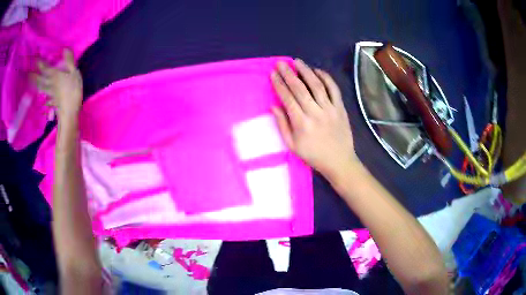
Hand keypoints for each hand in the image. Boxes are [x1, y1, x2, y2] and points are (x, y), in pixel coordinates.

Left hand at [32, 49, 82, 121]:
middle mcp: (50, 83)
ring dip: (35, 85)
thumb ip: (69, 61)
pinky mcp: (52, 101)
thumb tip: (65, 48)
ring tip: (30, 83)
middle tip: (27, 74)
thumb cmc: (72, 91)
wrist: (69, 112)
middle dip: (34, 76)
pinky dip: (42, 98)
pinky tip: (41, 99)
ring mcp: (50, 93)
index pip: (45, 68)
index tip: (34, 59)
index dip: (39, 63)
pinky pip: (45, 99)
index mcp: (55, 75)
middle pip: (40, 79)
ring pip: (41, 88)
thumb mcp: (74, 72)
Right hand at [271, 59, 357, 180]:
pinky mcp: (340, 108)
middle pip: (300, 88)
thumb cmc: (313, 155)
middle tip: (281, 63)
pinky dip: (326, 78)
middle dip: (288, 74)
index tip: (273, 74)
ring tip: (297, 61)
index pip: (287, 98)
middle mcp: (315, 113)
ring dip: (306, 71)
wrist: (339, 161)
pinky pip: (334, 89)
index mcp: (301, 123)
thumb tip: (273, 106)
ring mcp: (330, 109)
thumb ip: (282, 125)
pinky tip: (317, 71)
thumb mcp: (292, 145)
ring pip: (317, 85)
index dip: (279, 84)